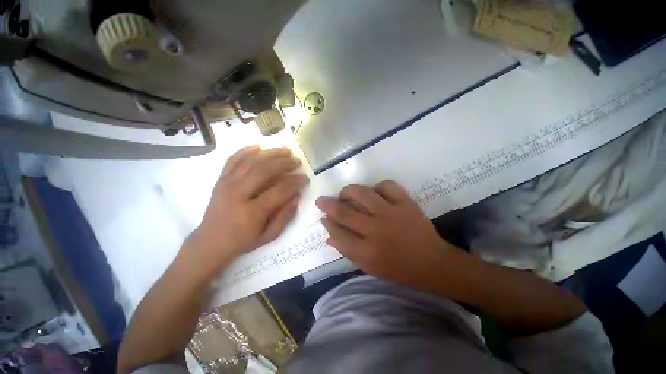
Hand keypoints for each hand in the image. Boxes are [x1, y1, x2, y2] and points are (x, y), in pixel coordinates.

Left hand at [187, 146, 307, 270]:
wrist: (210, 243)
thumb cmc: (242, 241)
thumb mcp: (269, 235)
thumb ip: (285, 216)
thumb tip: (297, 196)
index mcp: (252, 211)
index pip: (279, 190)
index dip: (295, 182)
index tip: (305, 178)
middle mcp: (238, 194)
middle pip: (265, 170)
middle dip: (284, 163)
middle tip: (297, 162)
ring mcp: (227, 185)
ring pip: (251, 162)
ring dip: (270, 153)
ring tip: (285, 150)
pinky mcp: (220, 181)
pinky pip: (232, 161)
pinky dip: (245, 151)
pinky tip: (258, 146)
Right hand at [316, 180, 453, 285]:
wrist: (433, 263)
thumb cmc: (399, 269)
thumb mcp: (369, 267)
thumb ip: (347, 251)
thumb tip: (328, 236)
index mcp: (366, 251)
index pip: (337, 233)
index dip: (327, 223)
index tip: (323, 217)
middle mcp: (376, 230)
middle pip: (344, 212)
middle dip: (328, 204)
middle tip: (322, 200)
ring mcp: (391, 213)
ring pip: (362, 193)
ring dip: (348, 191)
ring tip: (345, 194)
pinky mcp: (406, 203)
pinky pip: (386, 185)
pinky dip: (377, 186)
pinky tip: (374, 192)